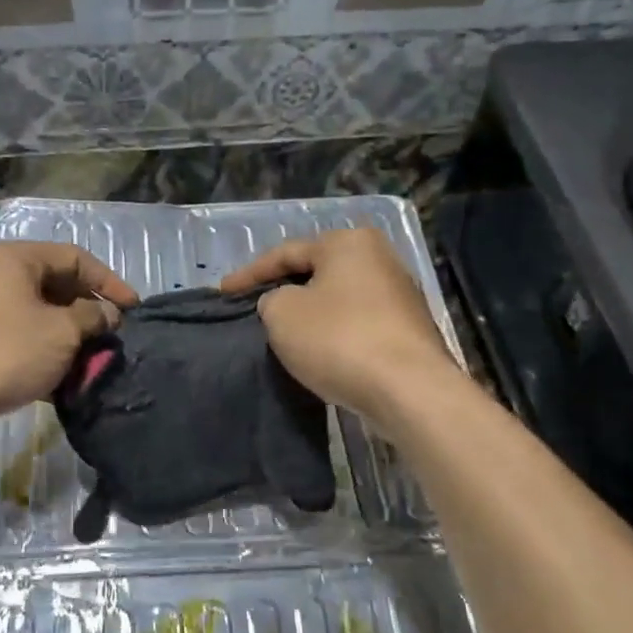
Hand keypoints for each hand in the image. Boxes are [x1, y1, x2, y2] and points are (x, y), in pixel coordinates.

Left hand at [0, 241, 138, 422]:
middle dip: (89, 311)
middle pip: (57, 284)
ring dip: (70, 335)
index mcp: (17, 258)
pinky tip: (64, 376)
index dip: (109, 282)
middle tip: (114, 335)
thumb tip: (108, 315)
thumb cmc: (9, 349)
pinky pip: (22, 336)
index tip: (134, 309)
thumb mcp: (62, 331)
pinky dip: (46, 351)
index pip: (76, 258)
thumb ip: (93, 317)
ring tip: (93, 359)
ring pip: (40, 314)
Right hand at [219, 228, 456, 425]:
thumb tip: (285, 303)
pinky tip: (320, 350)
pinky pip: (358, 324)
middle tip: (254, 307)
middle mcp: (380, 258)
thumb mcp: (282, 314)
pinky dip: (334, 333)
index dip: (249, 274)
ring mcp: (401, 295)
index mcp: (348, 242)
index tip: (222, 292)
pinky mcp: (409, 330)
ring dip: (311, 313)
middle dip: (284, 289)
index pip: (286, 252)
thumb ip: (272, 299)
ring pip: (339, 299)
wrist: (409, 390)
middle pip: (318, 272)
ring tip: (284, 330)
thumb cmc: (338, 340)